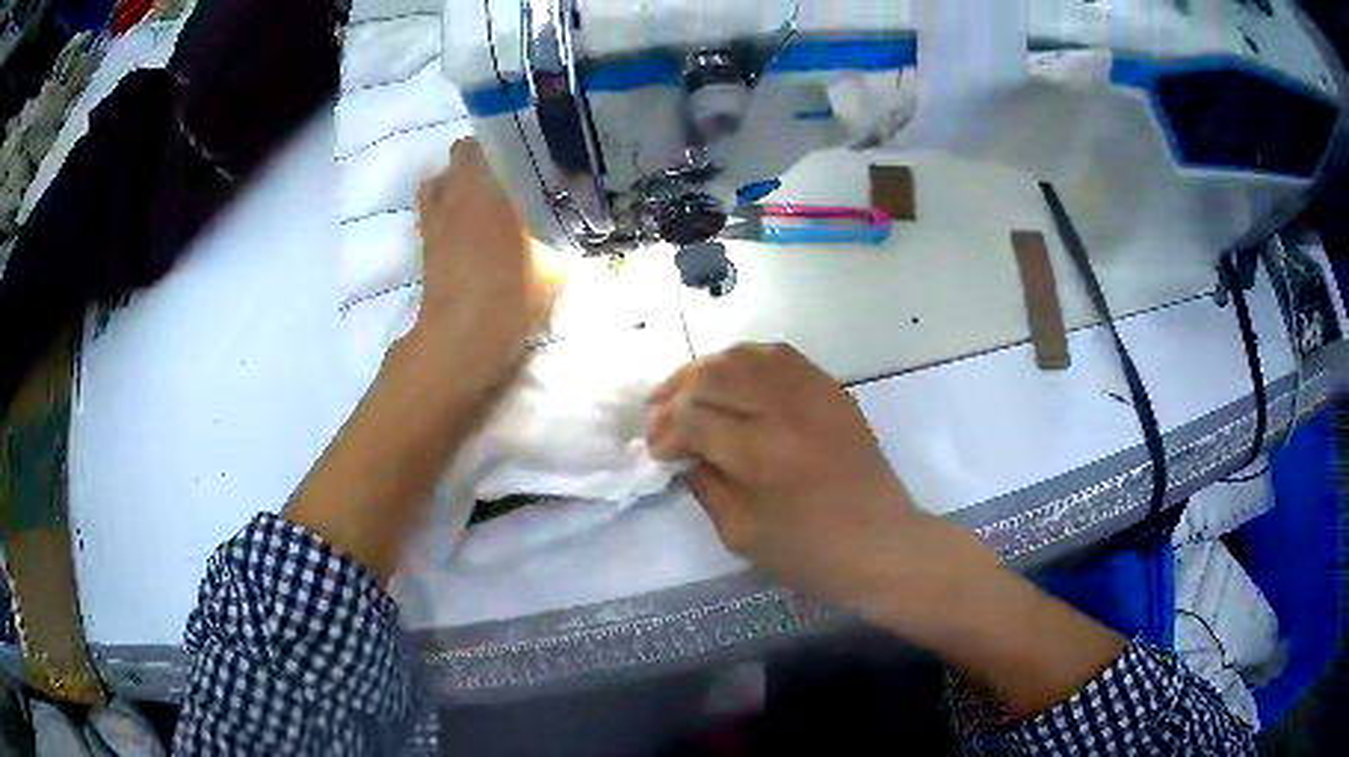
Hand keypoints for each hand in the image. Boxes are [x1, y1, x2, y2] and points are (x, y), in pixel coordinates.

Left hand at [395, 138, 559, 410]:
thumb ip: (558, 232)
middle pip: (457, 157)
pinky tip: (466, 228)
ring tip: (481, 197)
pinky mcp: (424, 246)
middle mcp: (453, 196)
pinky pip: (431, 212)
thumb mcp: (553, 263)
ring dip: (455, 183)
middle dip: (479, 160)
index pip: (480, 143)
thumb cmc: (510, 294)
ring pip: (436, 183)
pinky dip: (445, 210)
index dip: (501, 140)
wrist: (462, 338)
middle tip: (508, 174)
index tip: (524, 150)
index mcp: (483, 190)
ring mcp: (433, 221)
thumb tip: (568, 218)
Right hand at [646, 343, 954, 609]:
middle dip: (677, 391)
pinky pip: (782, 356)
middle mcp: (785, 411)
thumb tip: (682, 453)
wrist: (881, 544)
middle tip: (660, 413)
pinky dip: (749, 360)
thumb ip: (705, 486)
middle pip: (716, 375)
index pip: (694, 420)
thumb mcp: (741, 535)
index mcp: (760, 455)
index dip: (665, 431)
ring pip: (746, 355)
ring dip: (709, 368)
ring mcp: (814, 394)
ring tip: (690, 389)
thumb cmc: (809, 554)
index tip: (656, 448)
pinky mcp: (832, 391)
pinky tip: (735, 378)